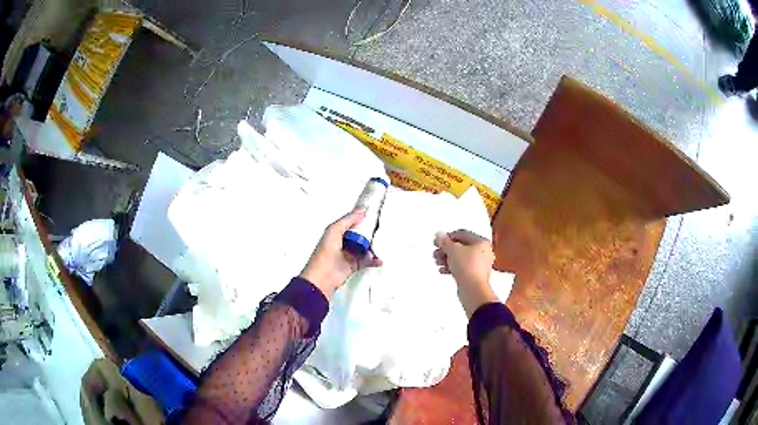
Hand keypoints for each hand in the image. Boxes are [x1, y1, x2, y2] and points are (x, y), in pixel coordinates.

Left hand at [300, 209, 381, 298]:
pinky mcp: (353, 266)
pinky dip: (374, 260)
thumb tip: (361, 210)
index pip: (351, 222)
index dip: (361, 219)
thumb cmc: (324, 253)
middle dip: (370, 233)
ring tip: (381, 246)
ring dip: (373, 247)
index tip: (374, 215)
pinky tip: (379, 259)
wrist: (323, 277)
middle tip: (381, 230)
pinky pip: (366, 261)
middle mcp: (342, 242)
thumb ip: (348, 219)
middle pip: (360, 235)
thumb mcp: (335, 230)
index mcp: (336, 232)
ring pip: (364, 248)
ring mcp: (348, 254)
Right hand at [434, 230, 497, 316]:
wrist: (473, 289)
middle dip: (446, 249)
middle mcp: (483, 252)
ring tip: (438, 261)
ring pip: (461, 258)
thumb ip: (445, 241)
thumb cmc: (468, 268)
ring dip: (447, 259)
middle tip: (437, 251)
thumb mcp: (453, 250)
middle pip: (461, 247)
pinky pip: (462, 268)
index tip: (438, 240)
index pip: (462, 234)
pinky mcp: (475, 275)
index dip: (448, 236)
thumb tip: (440, 235)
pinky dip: (452, 267)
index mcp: (481, 242)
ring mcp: (480, 265)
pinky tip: (443, 270)